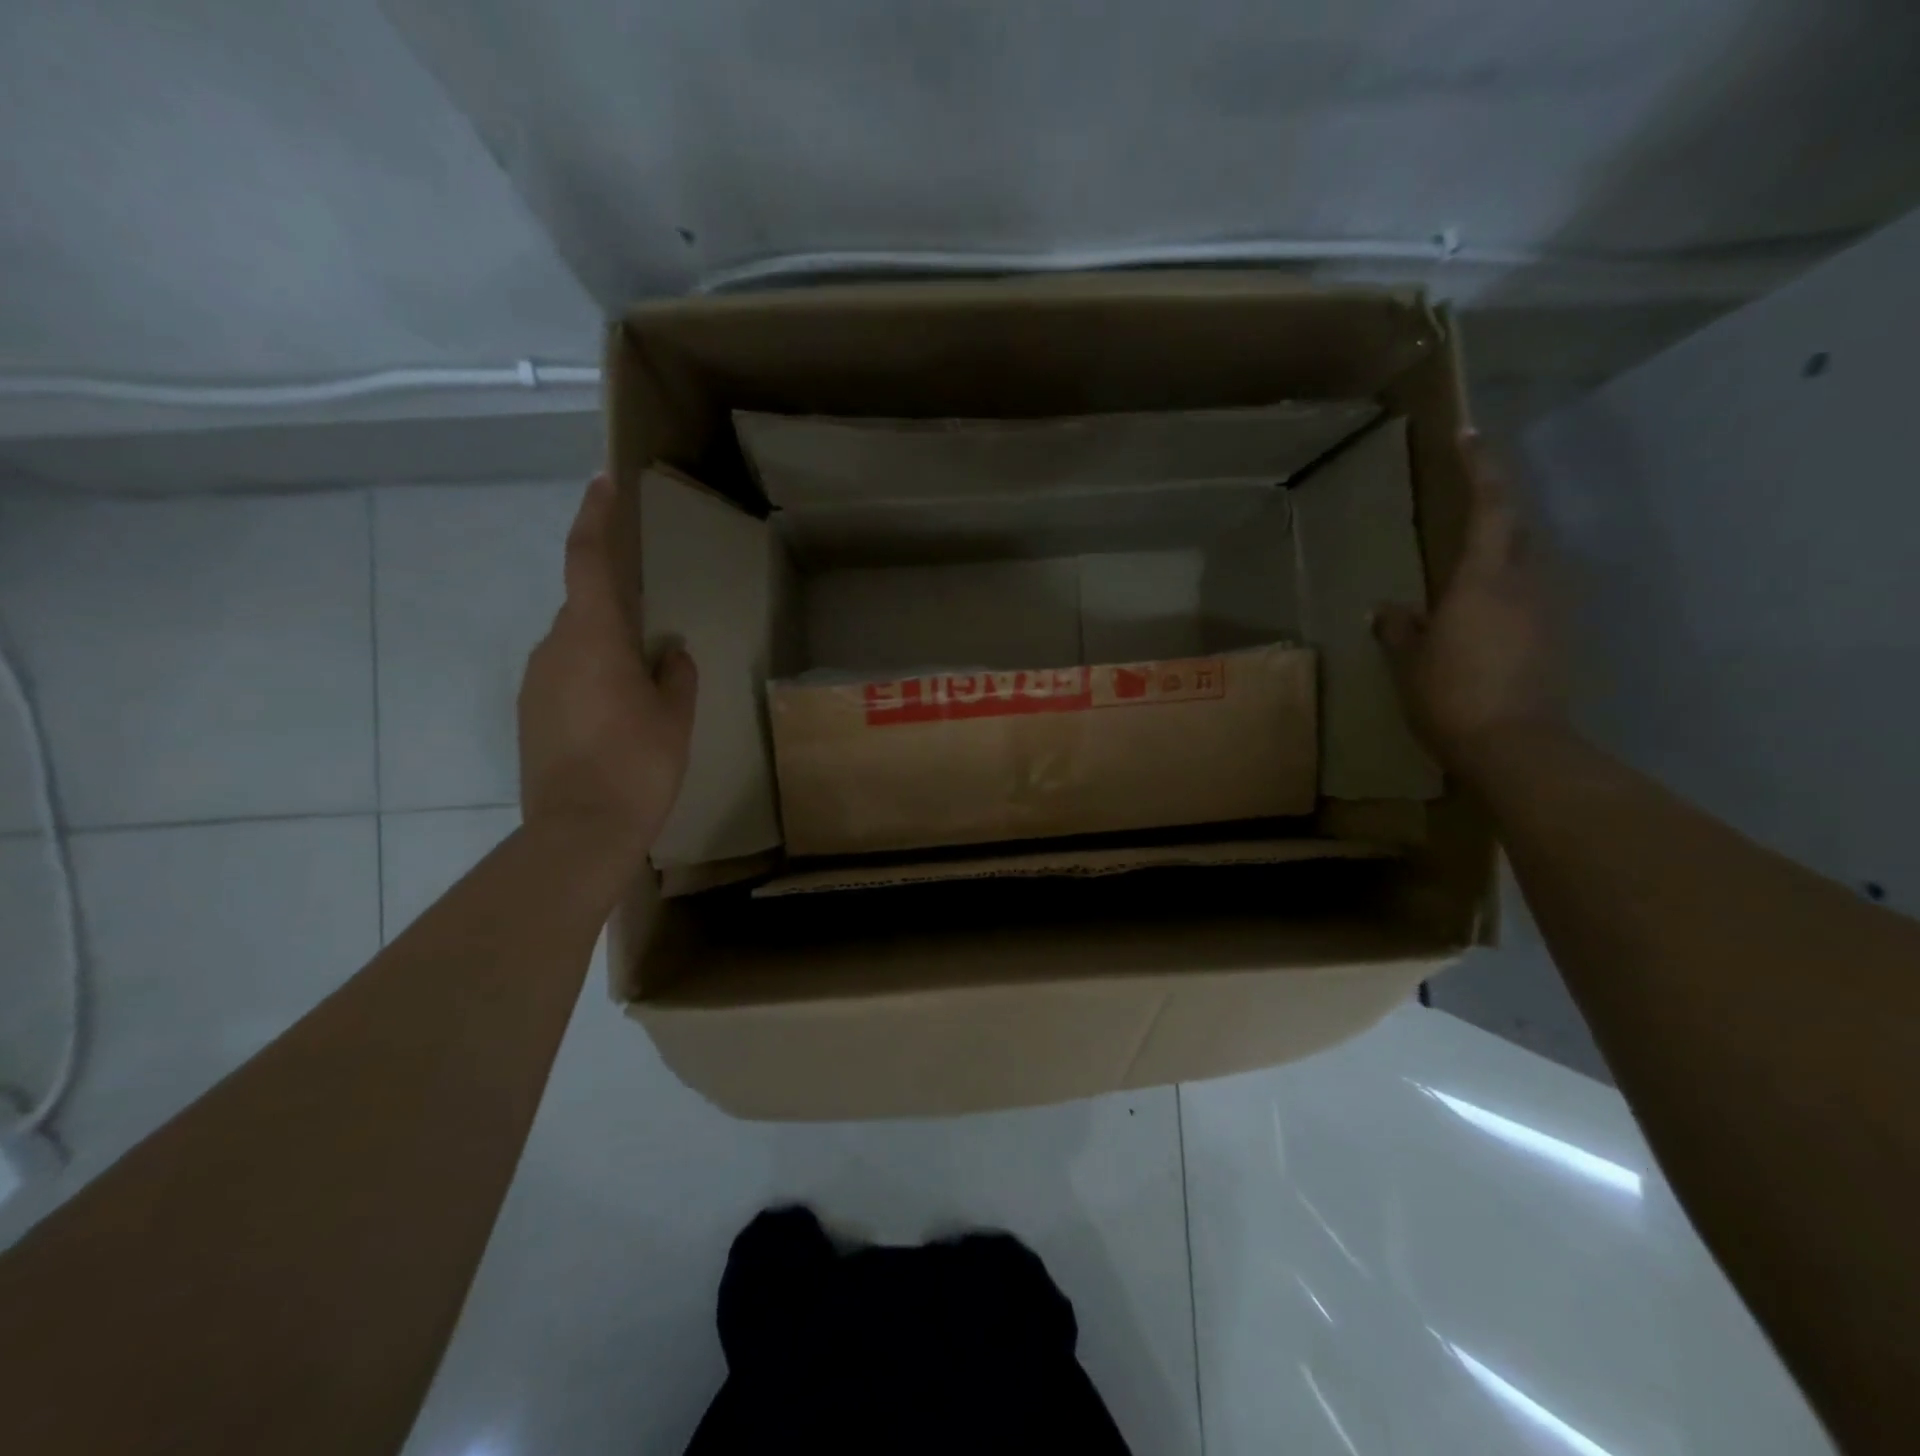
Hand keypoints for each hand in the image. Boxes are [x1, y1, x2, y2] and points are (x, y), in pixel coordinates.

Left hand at [518, 475, 697, 869]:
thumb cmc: (638, 765)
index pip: (588, 560)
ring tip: (643, 697)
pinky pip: (565, 678)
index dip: (596, 516)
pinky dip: (591, 682)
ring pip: (575, 647)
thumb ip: (675, 674)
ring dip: (607, 655)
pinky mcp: (529, 713)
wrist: (579, 831)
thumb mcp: (674, 716)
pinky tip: (617, 722)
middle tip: (656, 648)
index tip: (602, 482)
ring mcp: (535, 682)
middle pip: (585, 609)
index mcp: (593, 637)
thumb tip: (671, 653)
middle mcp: (553, 648)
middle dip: (618, 614)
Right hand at [1374, 431, 1564, 775]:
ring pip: (1528, 564)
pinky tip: (1487, 618)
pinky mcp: (1558, 639)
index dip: (1480, 466)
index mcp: (1483, 579)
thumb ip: (1400, 629)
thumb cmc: (1451, 695)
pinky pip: (1532, 599)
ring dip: (1503, 555)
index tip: (1469, 432)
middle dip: (1494, 511)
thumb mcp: (1410, 662)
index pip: (1489, 507)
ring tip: (1470, 569)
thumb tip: (1388, 609)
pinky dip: (1510, 594)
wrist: (1516, 746)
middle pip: (1517, 530)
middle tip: (1465, 507)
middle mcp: (1526, 583)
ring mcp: (1549, 611)